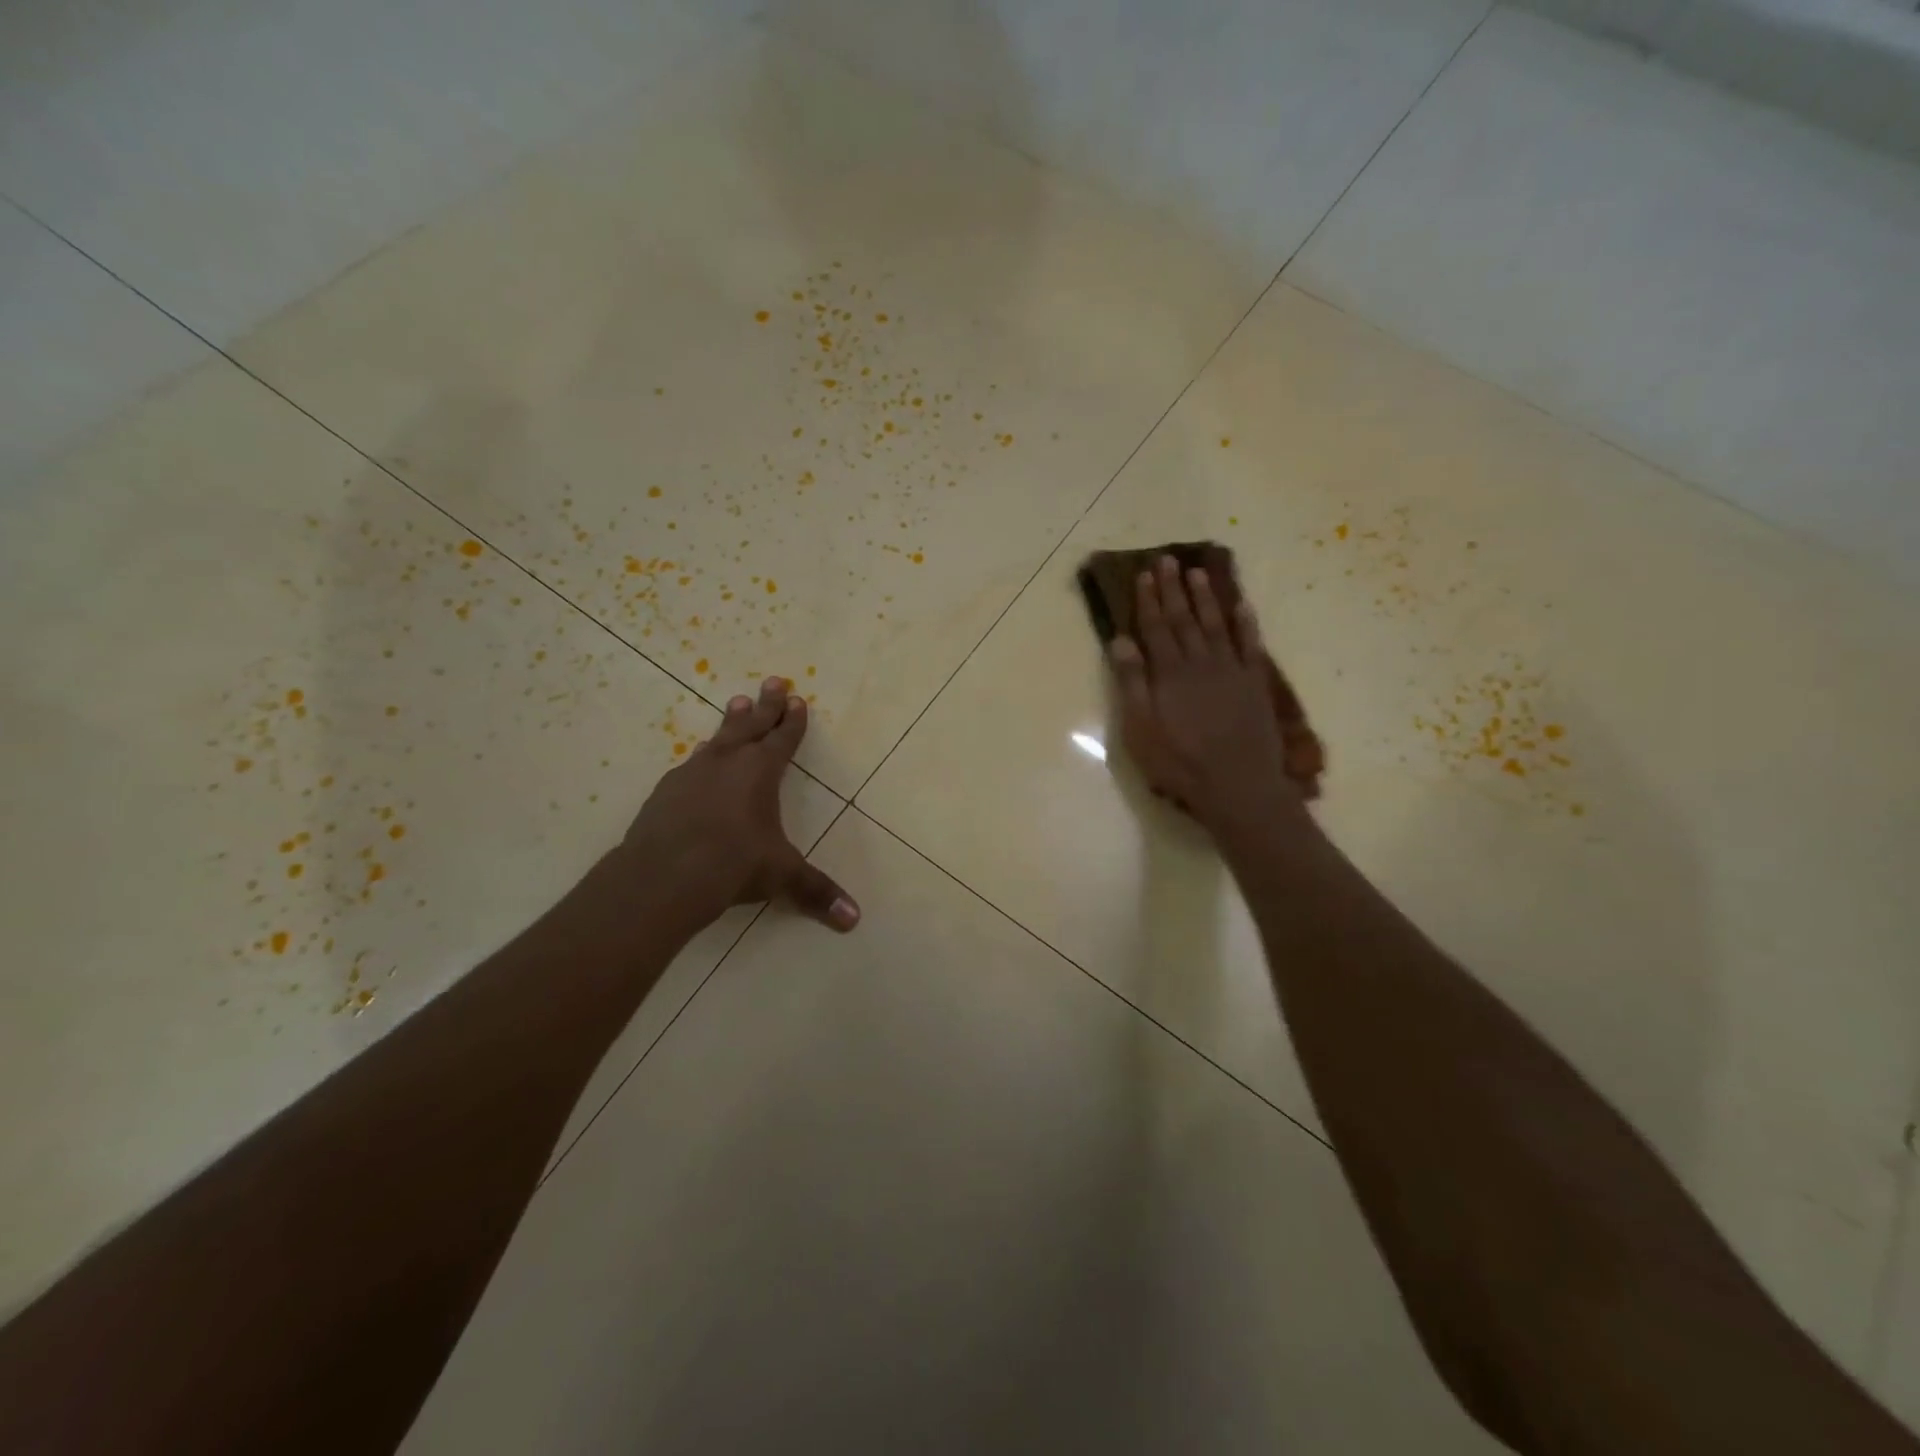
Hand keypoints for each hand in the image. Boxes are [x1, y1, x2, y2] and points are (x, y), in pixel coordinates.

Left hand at [619, 677, 859, 932]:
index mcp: (760, 772)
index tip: (797, 699)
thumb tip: (854, 919)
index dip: (793, 721)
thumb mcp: (781, 876)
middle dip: (766, 704)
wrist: (662, 876)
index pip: (783, 739)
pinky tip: (699, 758)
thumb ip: (816, 892)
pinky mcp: (666, 791)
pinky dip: (703, 756)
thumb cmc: (732, 865)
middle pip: (750, 725)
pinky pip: (691, 763)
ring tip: (736, 703)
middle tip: (772, 680)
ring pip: (718, 738)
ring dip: (731, 721)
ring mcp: (692, 773)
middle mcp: (727, 763)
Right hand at [1108, 556, 1304, 831]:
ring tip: (1198, 572)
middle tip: (1167, 560)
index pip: (1155, 627)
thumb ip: (1131, 682)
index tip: (1144, 575)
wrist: (1236, 784)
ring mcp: (1231, 670)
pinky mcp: (1254, 683)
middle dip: (1174, 588)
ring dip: (1206, 597)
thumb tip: (1121, 640)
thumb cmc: (1179, 762)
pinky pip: (1251, 644)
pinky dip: (1246, 622)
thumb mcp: (1140, 728)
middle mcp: (1200, 662)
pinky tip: (1241, 605)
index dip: (1148, 600)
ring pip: (1216, 623)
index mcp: (1168, 672)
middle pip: (1184, 618)